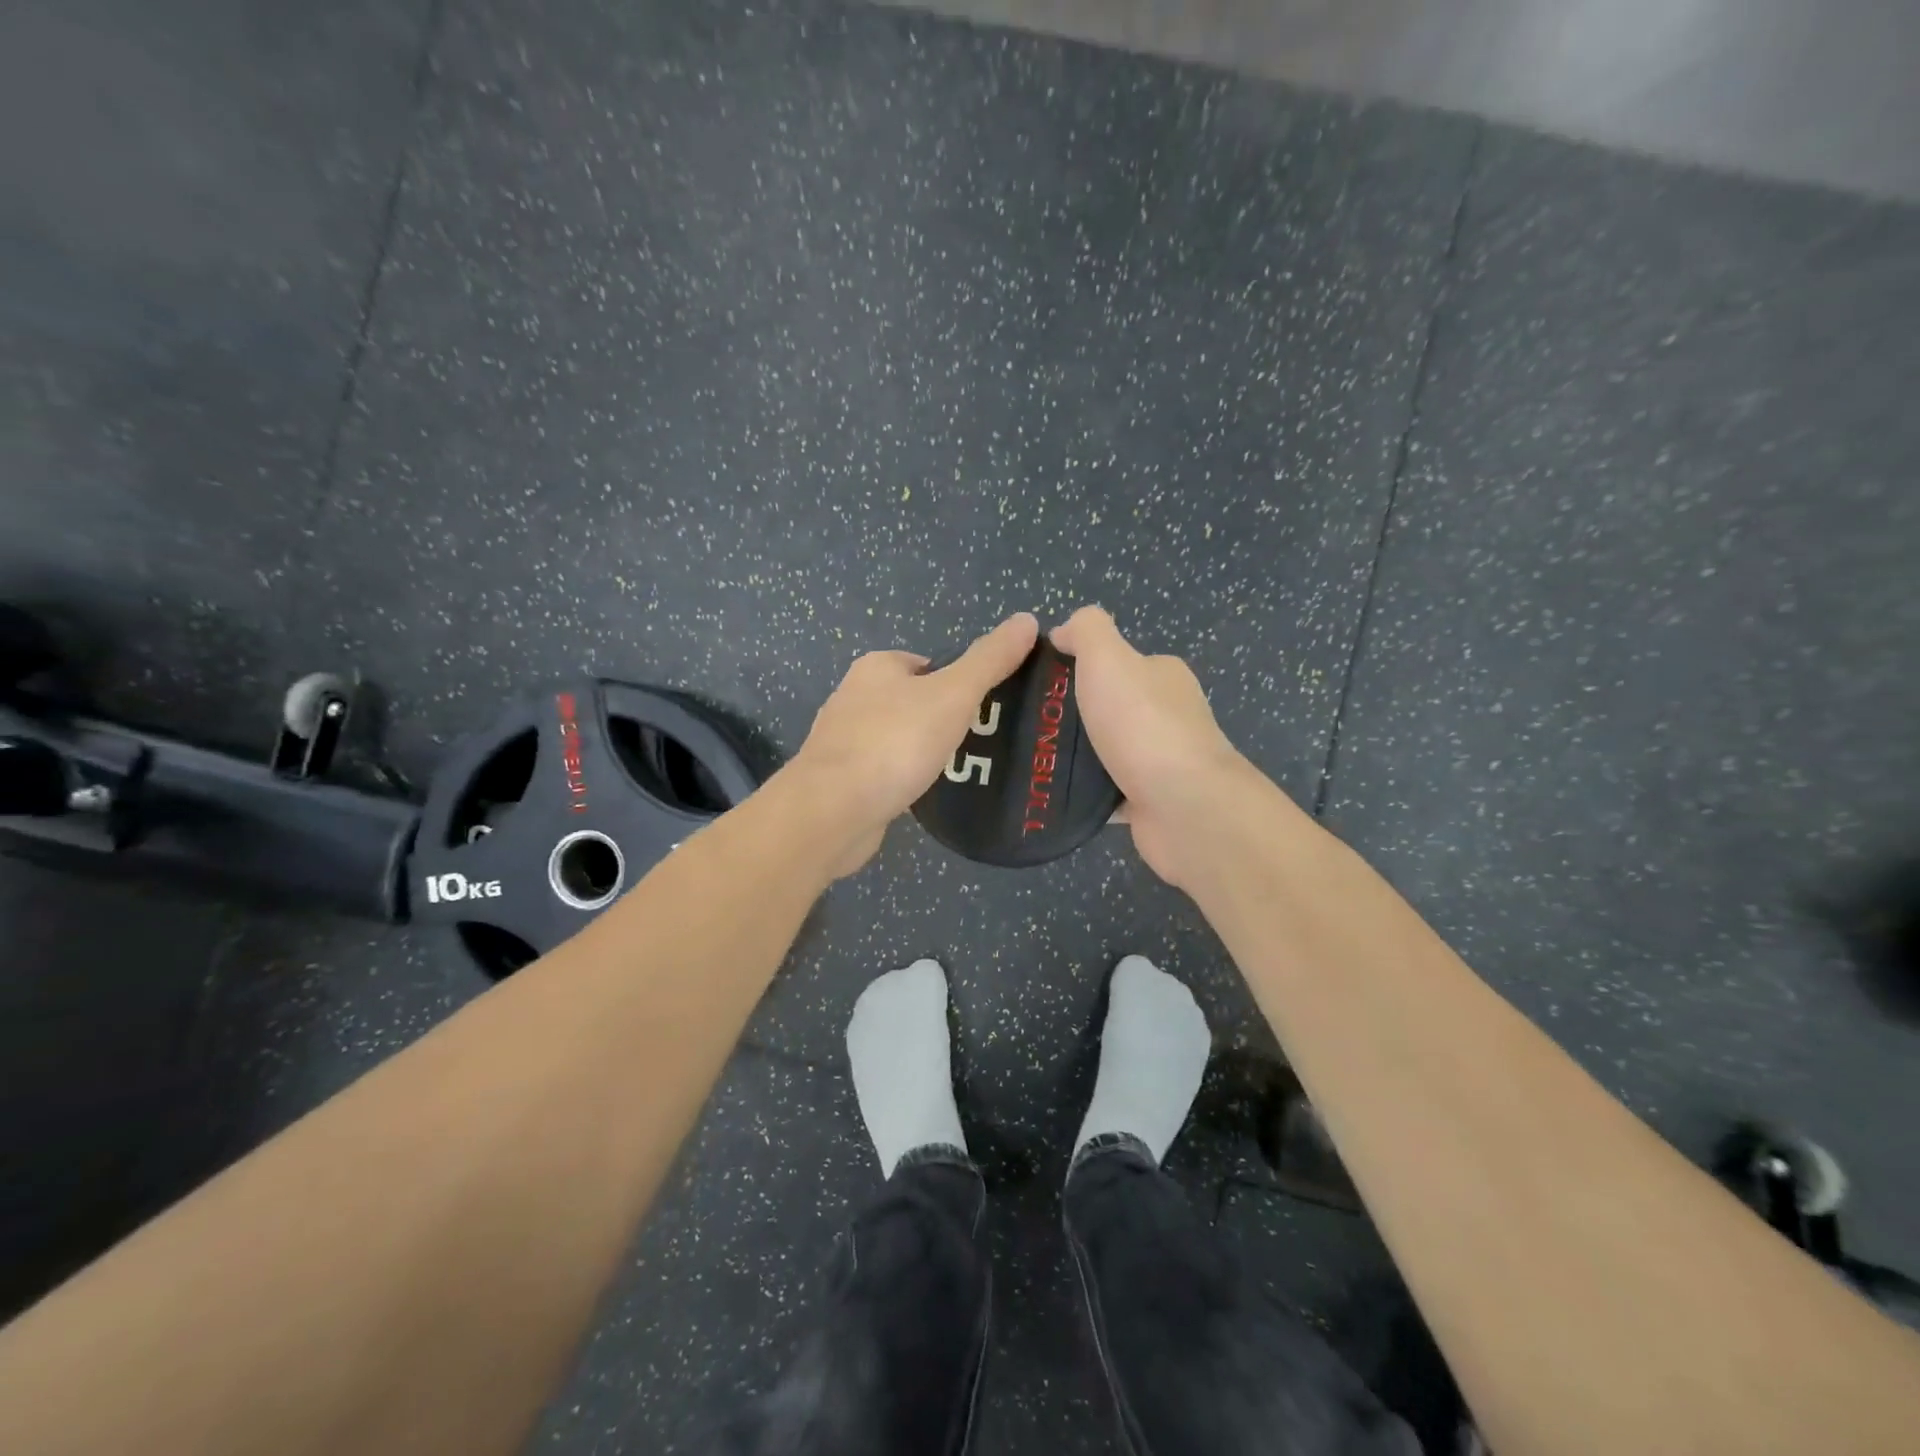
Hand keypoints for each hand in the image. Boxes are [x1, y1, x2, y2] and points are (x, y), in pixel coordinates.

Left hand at [788, 612, 1039, 876]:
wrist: (834, 810)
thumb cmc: (896, 742)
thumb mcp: (954, 694)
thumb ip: (989, 660)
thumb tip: (1027, 619)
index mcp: (877, 666)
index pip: (928, 664)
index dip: (959, 683)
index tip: (985, 709)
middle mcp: (854, 696)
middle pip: (913, 700)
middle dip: (942, 719)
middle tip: (978, 742)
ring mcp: (843, 740)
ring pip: (897, 737)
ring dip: (922, 750)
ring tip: (957, 769)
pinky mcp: (841, 778)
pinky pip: (884, 770)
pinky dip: (903, 777)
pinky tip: (921, 793)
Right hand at [1050, 606, 1256, 886]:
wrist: (1185, 808)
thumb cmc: (1143, 726)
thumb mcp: (1108, 658)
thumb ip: (1086, 631)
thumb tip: (1064, 631)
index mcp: (1161, 676)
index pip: (1112, 663)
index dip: (1072, 668)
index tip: (1035, 685)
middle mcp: (1166, 715)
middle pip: (1105, 708)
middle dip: (1067, 717)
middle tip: (1027, 727)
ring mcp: (1161, 760)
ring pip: (1103, 752)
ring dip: (1073, 757)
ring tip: (1032, 761)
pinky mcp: (1151, 801)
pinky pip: (1107, 792)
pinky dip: (1085, 793)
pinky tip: (1055, 793)